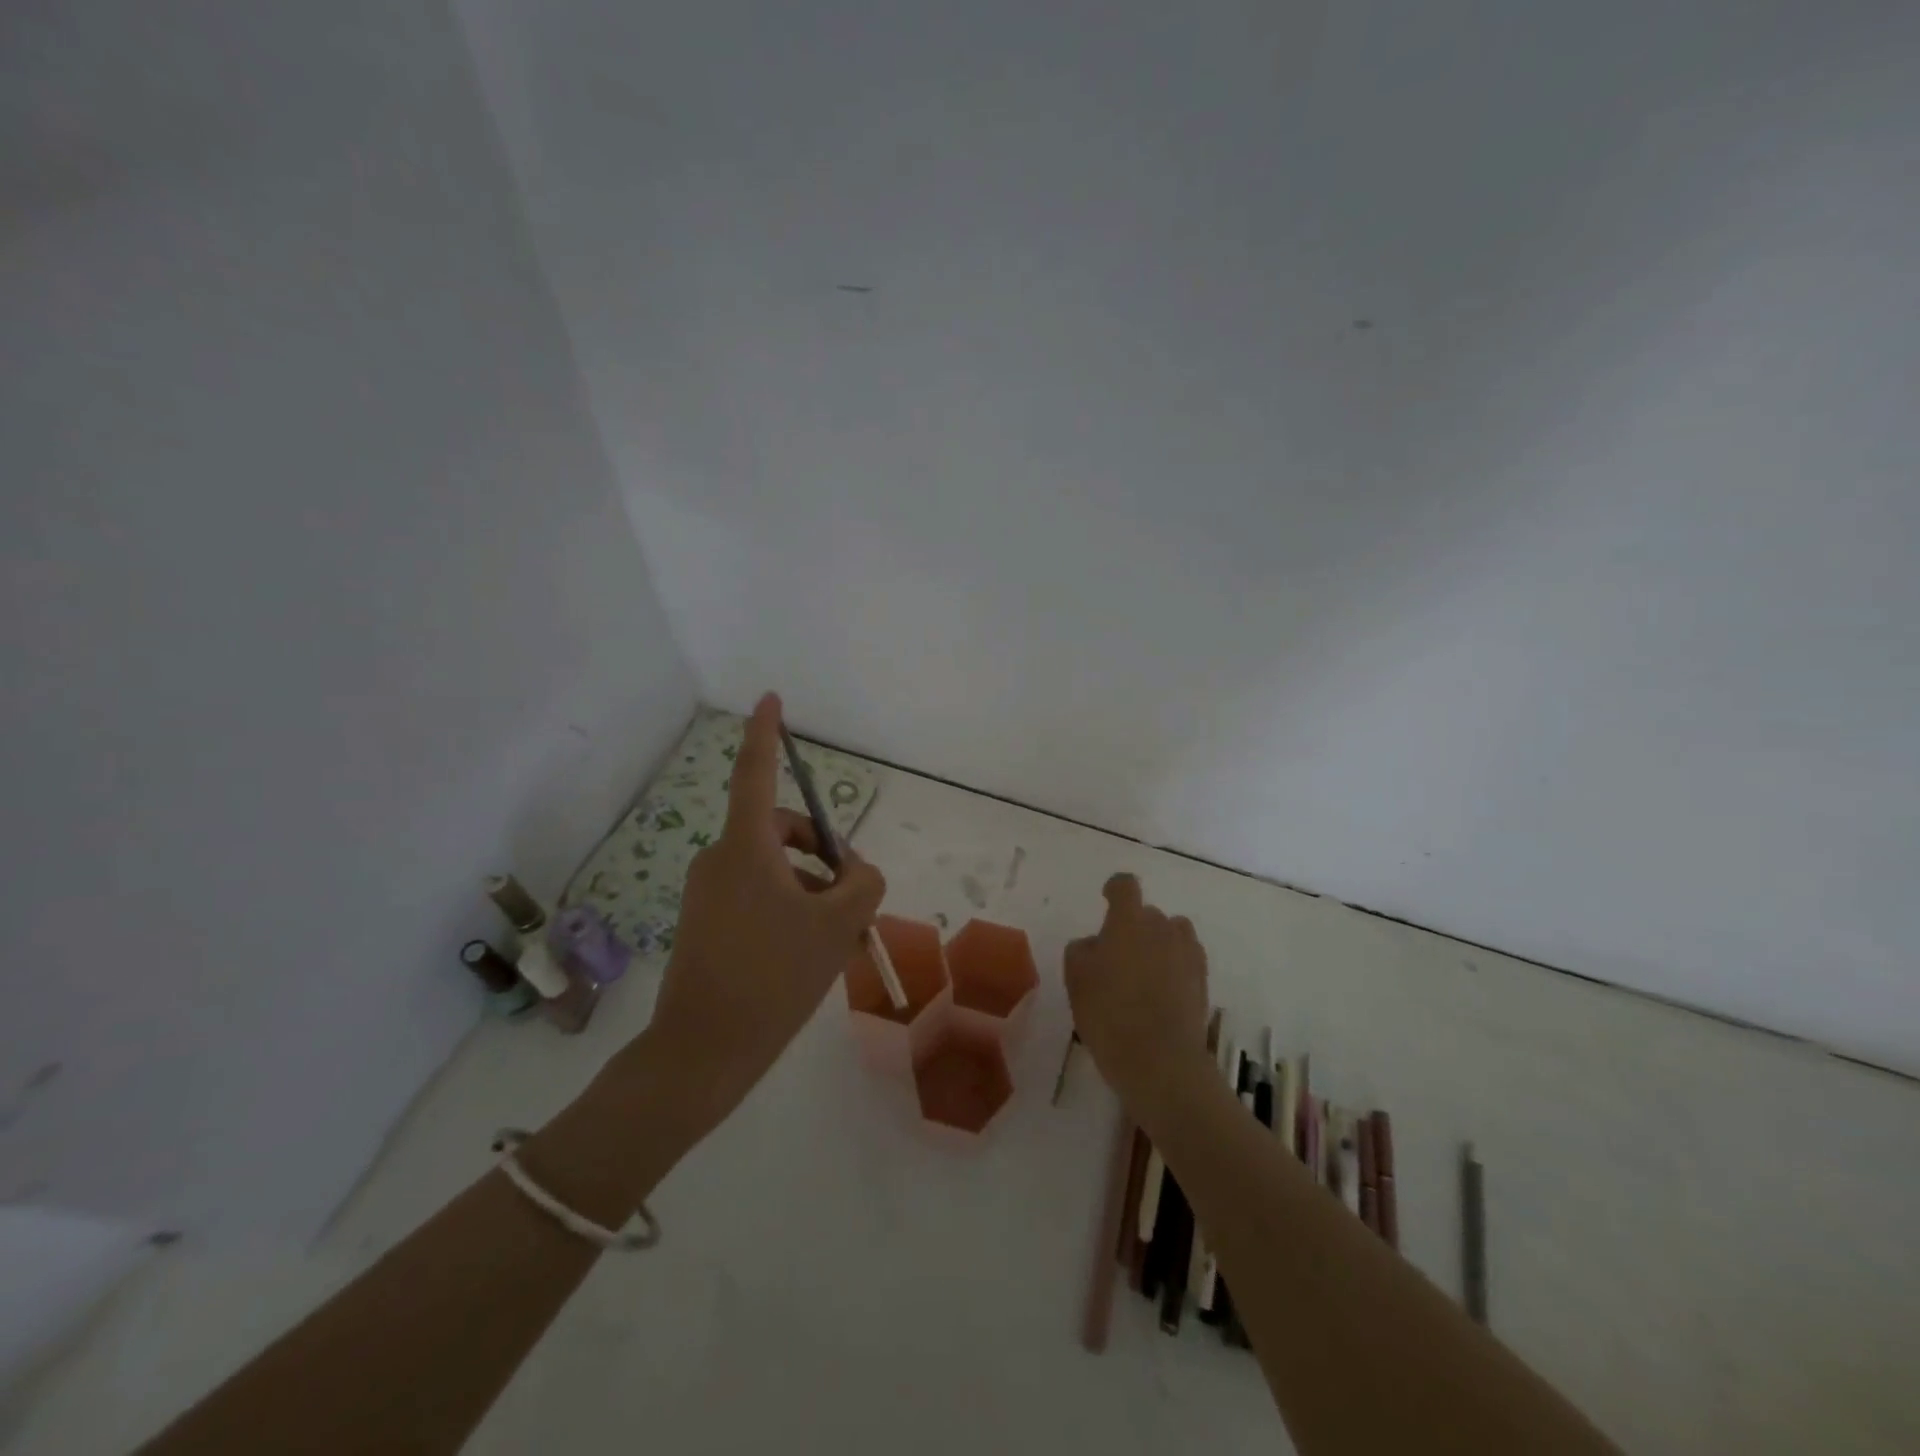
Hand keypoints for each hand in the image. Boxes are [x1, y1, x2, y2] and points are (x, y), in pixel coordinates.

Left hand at [642, 692, 885, 1132]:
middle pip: (782, 832)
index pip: (756, 773)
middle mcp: (721, 859)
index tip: (770, 699)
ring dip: (811, 890)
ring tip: (837, 940)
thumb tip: (854, 870)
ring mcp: (708, 892)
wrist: (703, 1052)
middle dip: (823, 856)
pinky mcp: (705, 922)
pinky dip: (789, 910)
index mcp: (746, 847)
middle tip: (854, 902)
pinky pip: (758, 897)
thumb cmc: (774, 976)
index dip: (765, 732)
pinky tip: (808, 954)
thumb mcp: (838, 925)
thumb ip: (862, 883)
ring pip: (775, 871)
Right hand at [1065, 873, 1211, 1112]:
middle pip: (1147, 913)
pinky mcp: (1203, 980)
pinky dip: (1174, 966)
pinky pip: (1186, 958)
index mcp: (1128, 922)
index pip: (1125, 886)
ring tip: (1143, 973)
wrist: (1161, 1062)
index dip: (1114, 889)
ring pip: (1171, 934)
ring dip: (1158, 943)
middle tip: (1116, 958)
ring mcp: (1187, 953)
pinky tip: (1162, 991)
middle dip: (1133, 927)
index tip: (1106, 900)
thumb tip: (1095, 944)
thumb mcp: (1076, 981)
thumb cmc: (1109, 1016)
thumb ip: (1082, 951)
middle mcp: (1162, 928)